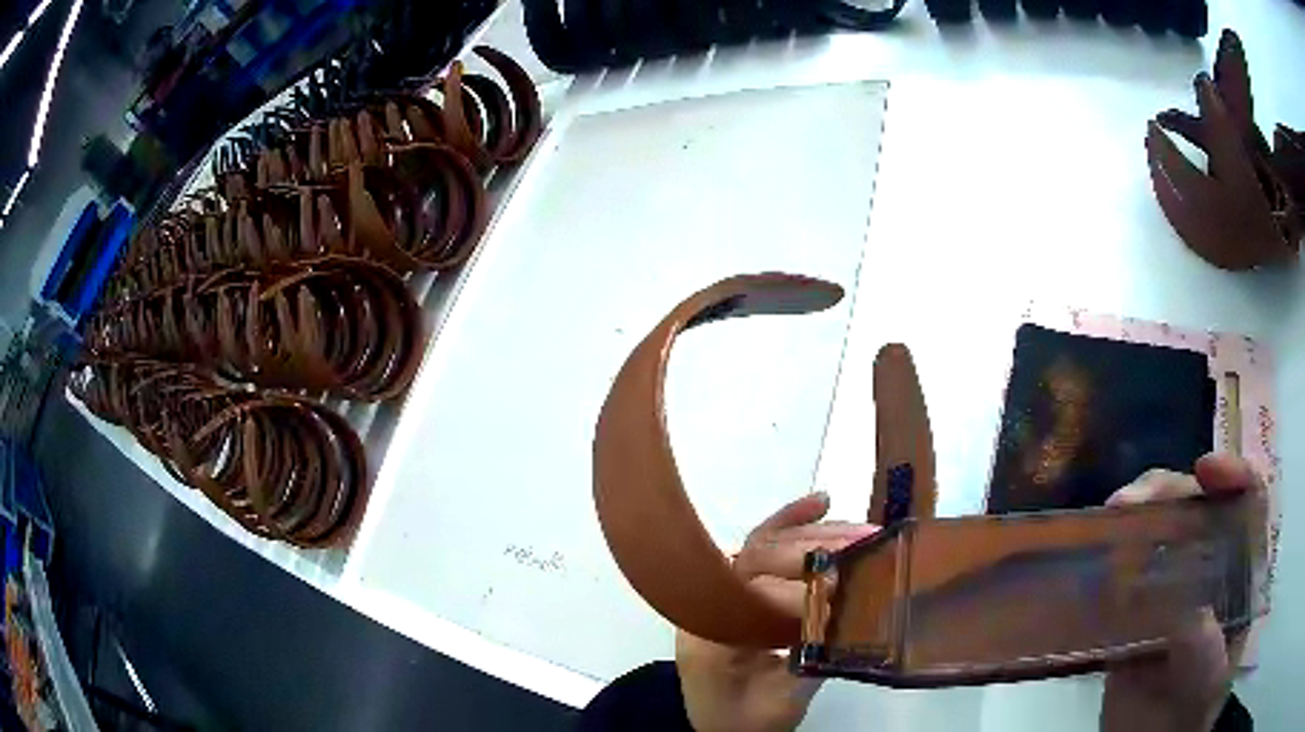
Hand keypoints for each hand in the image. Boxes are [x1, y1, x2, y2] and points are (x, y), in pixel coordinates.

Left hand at [675, 492, 876, 731]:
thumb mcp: (780, 703)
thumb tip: (844, 616)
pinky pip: (760, 544)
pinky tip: (821, 503)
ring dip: (814, 534)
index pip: (750, 595)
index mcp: (708, 637)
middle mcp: (706, 603)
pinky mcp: (736, 585)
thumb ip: (809, 663)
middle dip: (815, 549)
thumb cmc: (745, 720)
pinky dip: (790, 521)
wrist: (718, 726)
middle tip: (865, 543)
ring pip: (763, 546)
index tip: (845, 581)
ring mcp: (718, 590)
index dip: (799, 588)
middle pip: (757, 560)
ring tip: (862, 530)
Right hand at [1100, 453, 1262, 731]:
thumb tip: (1179, 601)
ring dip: (1134, 515)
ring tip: (1108, 517)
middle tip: (1131, 502)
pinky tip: (1092, 554)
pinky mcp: (1134, 611)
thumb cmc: (1195, 709)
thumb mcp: (1209, 677)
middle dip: (1167, 490)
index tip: (1205, 471)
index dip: (1232, 474)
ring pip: (1158, 529)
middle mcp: (1210, 566)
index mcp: (1240, 571)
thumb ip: (1202, 640)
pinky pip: (1123, 573)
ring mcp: (1171, 587)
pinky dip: (1107, 556)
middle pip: (1197, 505)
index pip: (1249, 500)